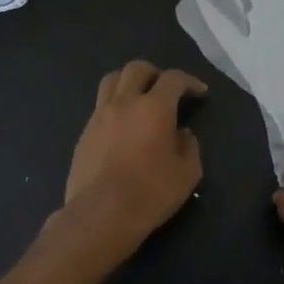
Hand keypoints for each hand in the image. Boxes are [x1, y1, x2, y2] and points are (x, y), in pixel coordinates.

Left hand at [63, 61, 206, 257]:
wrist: (101, 214)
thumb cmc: (151, 193)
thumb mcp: (187, 173)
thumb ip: (189, 146)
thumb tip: (182, 134)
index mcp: (154, 107)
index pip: (173, 79)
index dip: (189, 81)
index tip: (199, 92)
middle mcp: (124, 102)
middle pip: (137, 69)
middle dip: (156, 73)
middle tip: (166, 89)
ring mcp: (99, 116)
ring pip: (111, 81)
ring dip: (129, 82)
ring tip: (139, 99)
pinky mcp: (84, 134)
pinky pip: (100, 107)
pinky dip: (114, 106)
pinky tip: (122, 127)